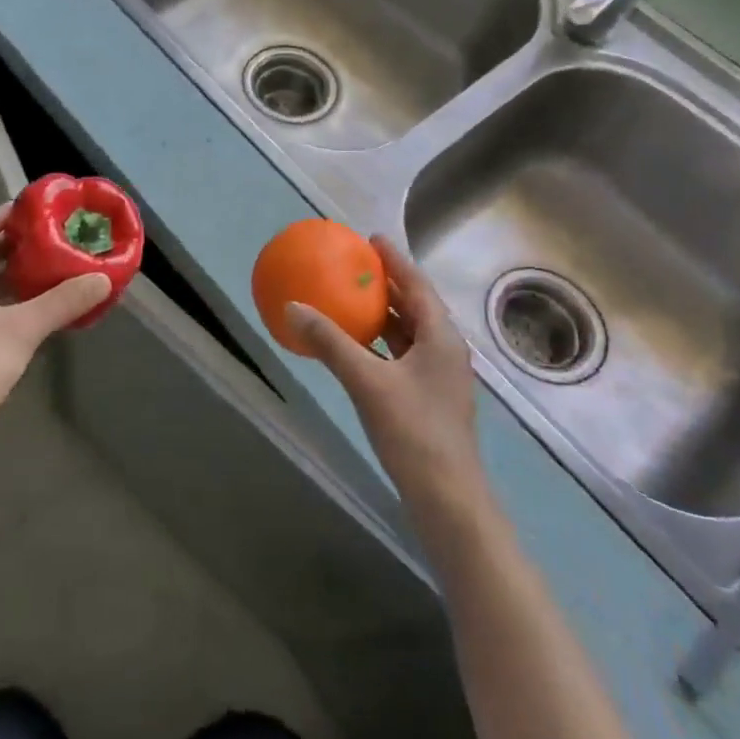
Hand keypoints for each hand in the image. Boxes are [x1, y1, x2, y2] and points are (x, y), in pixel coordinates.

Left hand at [0, 203, 110, 473]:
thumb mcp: (24, 329)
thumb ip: (63, 301)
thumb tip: (103, 278)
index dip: (6, 214)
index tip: (36, 207)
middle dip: (14, 242)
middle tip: (50, 235)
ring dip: (11, 269)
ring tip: (47, 264)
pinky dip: (6, 295)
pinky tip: (32, 304)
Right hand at [287, 236, 492, 518]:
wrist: (447, 498)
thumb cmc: (413, 432)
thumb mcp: (366, 382)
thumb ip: (329, 342)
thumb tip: (292, 307)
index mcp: (441, 337)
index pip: (417, 285)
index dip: (395, 260)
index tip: (372, 239)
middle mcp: (445, 350)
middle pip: (415, 306)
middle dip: (387, 285)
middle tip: (355, 266)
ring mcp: (439, 377)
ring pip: (409, 333)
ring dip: (383, 315)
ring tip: (351, 299)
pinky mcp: (429, 399)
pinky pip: (402, 355)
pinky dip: (380, 343)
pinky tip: (356, 348)